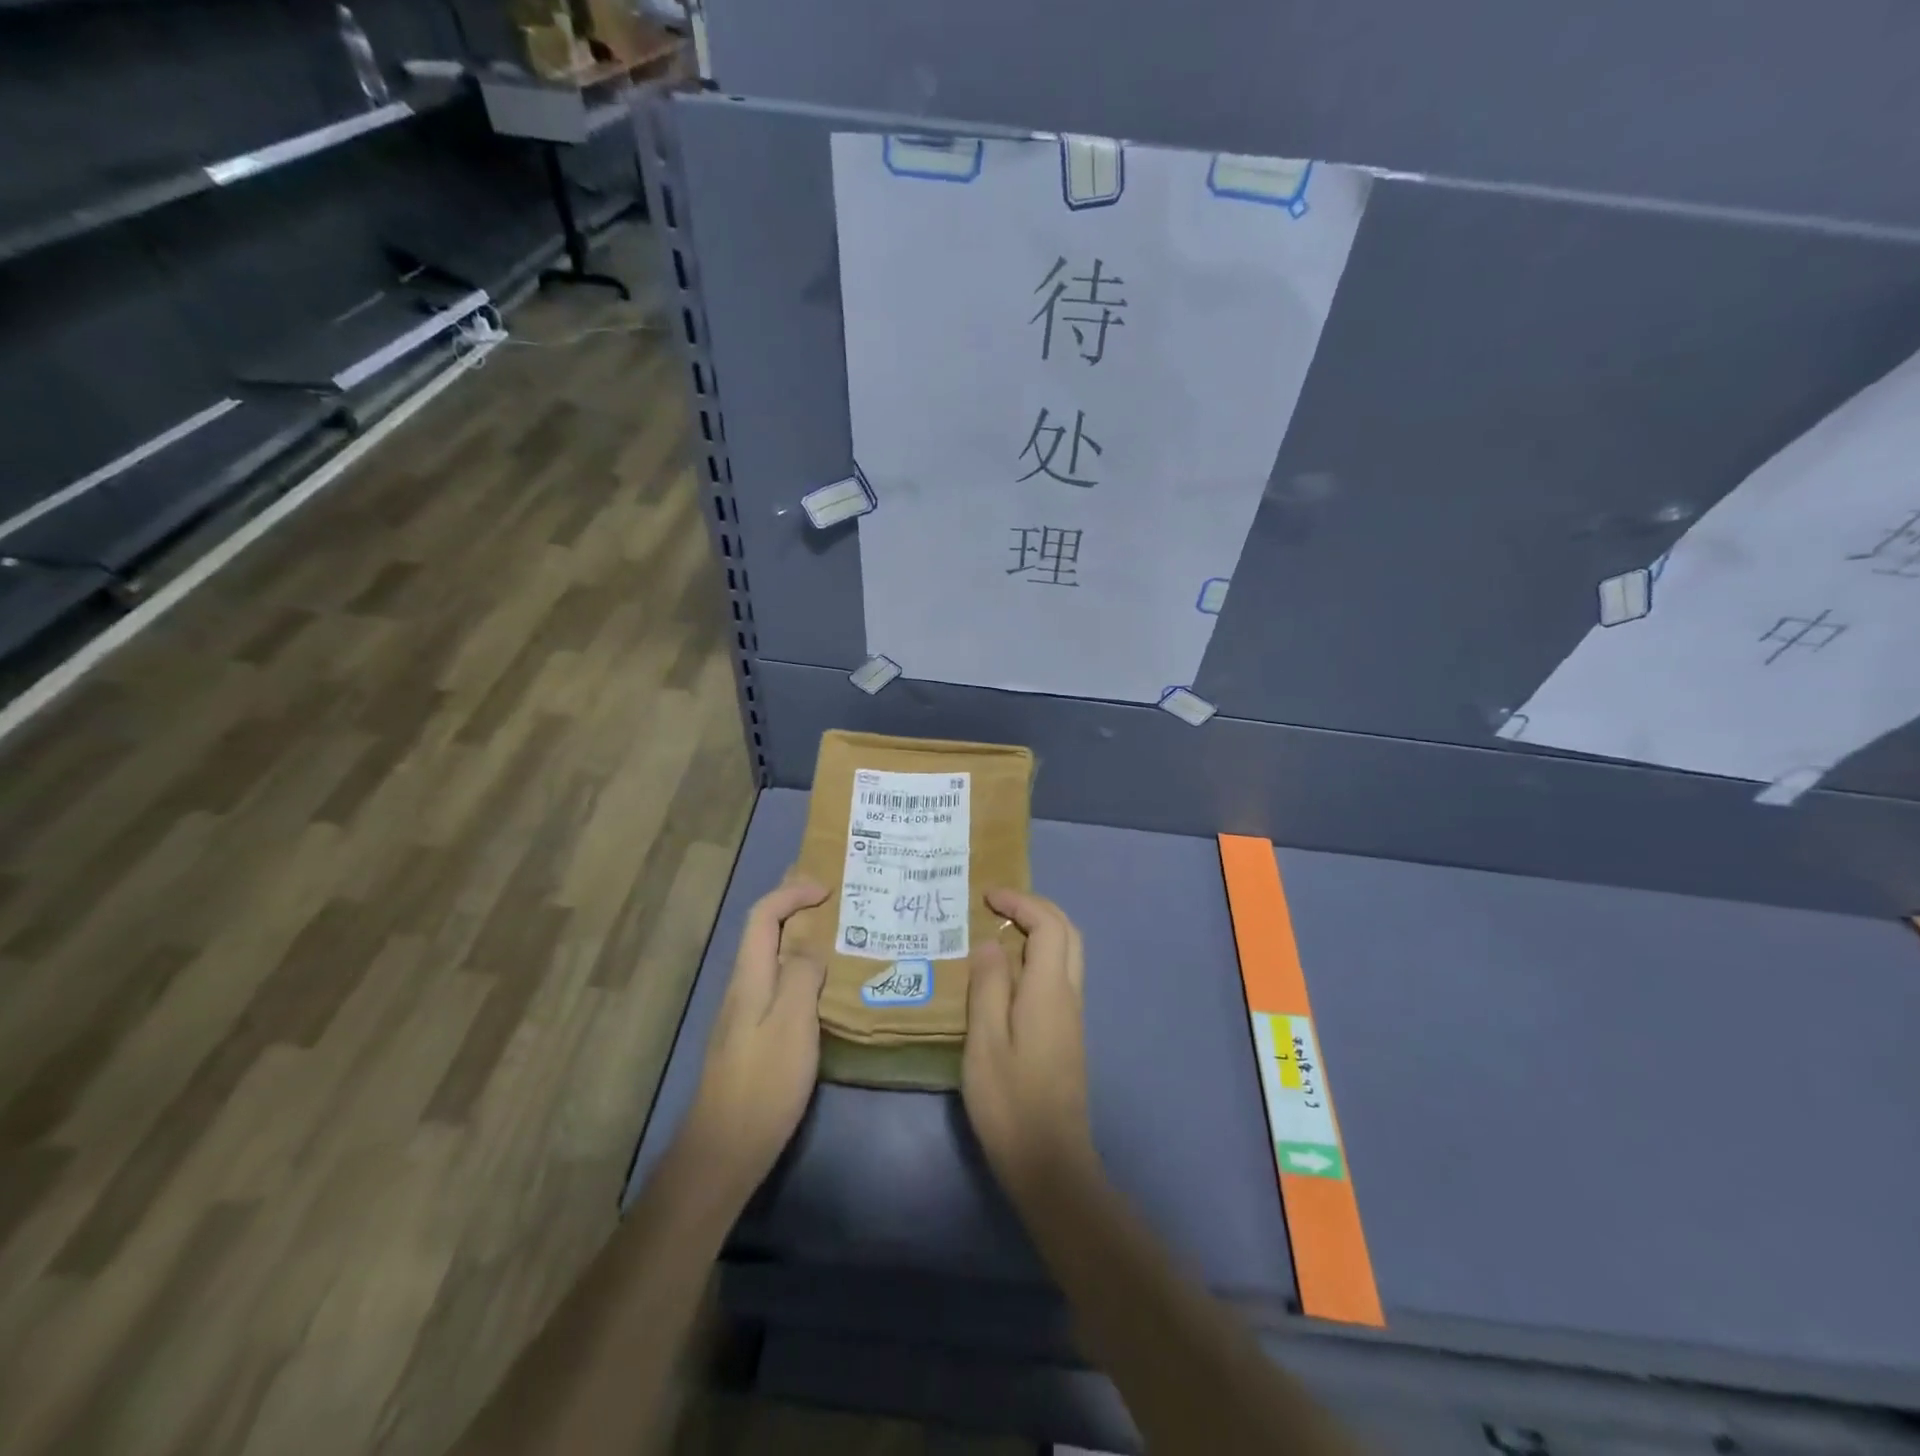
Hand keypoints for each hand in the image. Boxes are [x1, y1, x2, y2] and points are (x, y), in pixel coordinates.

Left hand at [678, 878, 829, 1203]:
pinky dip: (798, 968)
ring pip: (770, 958)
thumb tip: (810, 947)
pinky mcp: (751, 1038)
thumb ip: (802, 977)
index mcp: (750, 978)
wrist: (725, 1150)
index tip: (827, 889)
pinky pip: (776, 984)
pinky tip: (820, 987)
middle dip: (790, 906)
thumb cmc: (763, 1083)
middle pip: (762, 932)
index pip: (763, 916)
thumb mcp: (793, 1024)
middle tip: (828, 896)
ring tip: (834, 934)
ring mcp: (744, 1014)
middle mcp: (742, 987)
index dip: (791, 893)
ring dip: (797, 937)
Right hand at [963, 888, 1096, 1202]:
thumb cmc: (1010, 1101)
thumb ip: (988, 986)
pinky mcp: (1067, 1033)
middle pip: (1067, 932)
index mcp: (1048, 991)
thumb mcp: (985, 1042)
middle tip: (999, 907)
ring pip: (1068, 954)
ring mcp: (1072, 1015)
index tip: (987, 896)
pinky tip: (1008, 974)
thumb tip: (990, 943)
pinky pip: (1059, 975)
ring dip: (1040, 931)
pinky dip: (1039, 956)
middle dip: (1036, 909)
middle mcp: (1068, 995)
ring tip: (1000, 933)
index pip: (1048, 926)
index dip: (1021, 902)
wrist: (1050, 1161)